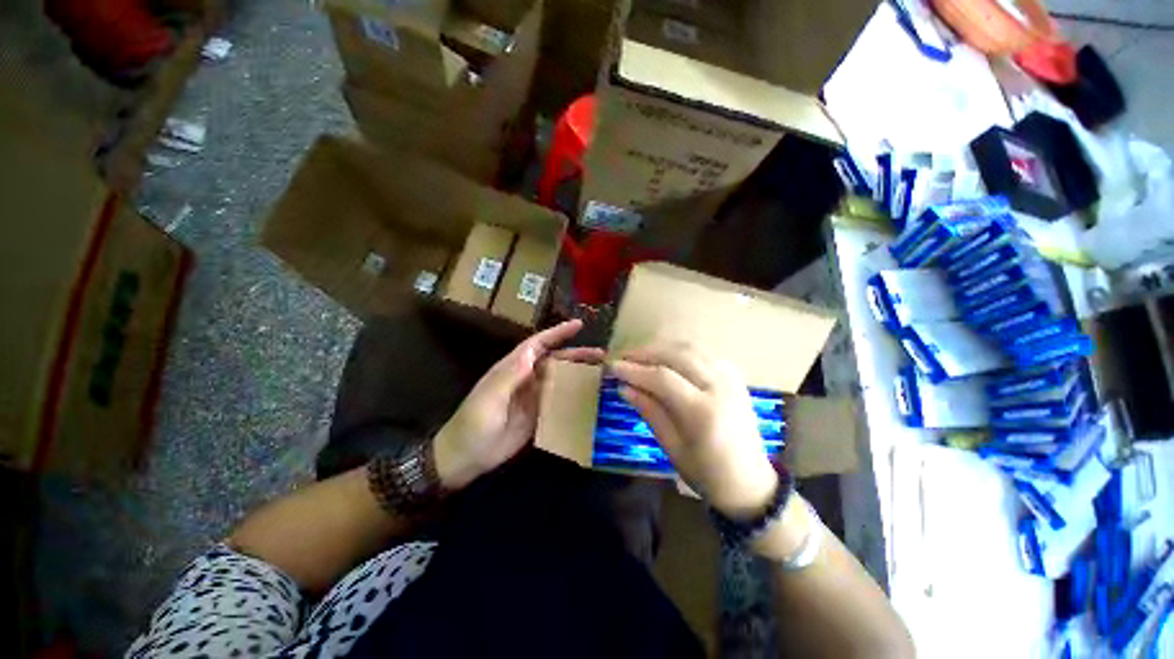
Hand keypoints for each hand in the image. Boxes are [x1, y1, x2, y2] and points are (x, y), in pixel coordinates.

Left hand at [434, 319, 603, 489]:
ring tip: (602, 374)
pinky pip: (559, 400)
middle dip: (577, 354)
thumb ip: (509, 376)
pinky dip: (574, 396)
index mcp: (513, 368)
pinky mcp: (539, 414)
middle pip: (555, 361)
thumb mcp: (489, 399)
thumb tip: (531, 352)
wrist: (465, 457)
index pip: (538, 344)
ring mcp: (534, 397)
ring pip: (560, 379)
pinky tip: (591, 398)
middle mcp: (527, 378)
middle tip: (602, 355)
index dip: (557, 333)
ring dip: (579, 374)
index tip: (579, 325)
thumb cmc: (473, 424)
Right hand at [610, 340, 778, 518]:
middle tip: (623, 357)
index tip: (612, 367)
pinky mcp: (736, 378)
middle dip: (646, 353)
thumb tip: (624, 388)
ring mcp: (731, 379)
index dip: (634, 369)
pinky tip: (668, 359)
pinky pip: (704, 354)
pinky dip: (682, 352)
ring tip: (640, 355)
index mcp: (704, 411)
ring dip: (662, 348)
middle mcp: (720, 387)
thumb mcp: (672, 447)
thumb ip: (650, 411)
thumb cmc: (707, 474)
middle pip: (677, 355)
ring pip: (691, 349)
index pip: (662, 378)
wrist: (752, 484)